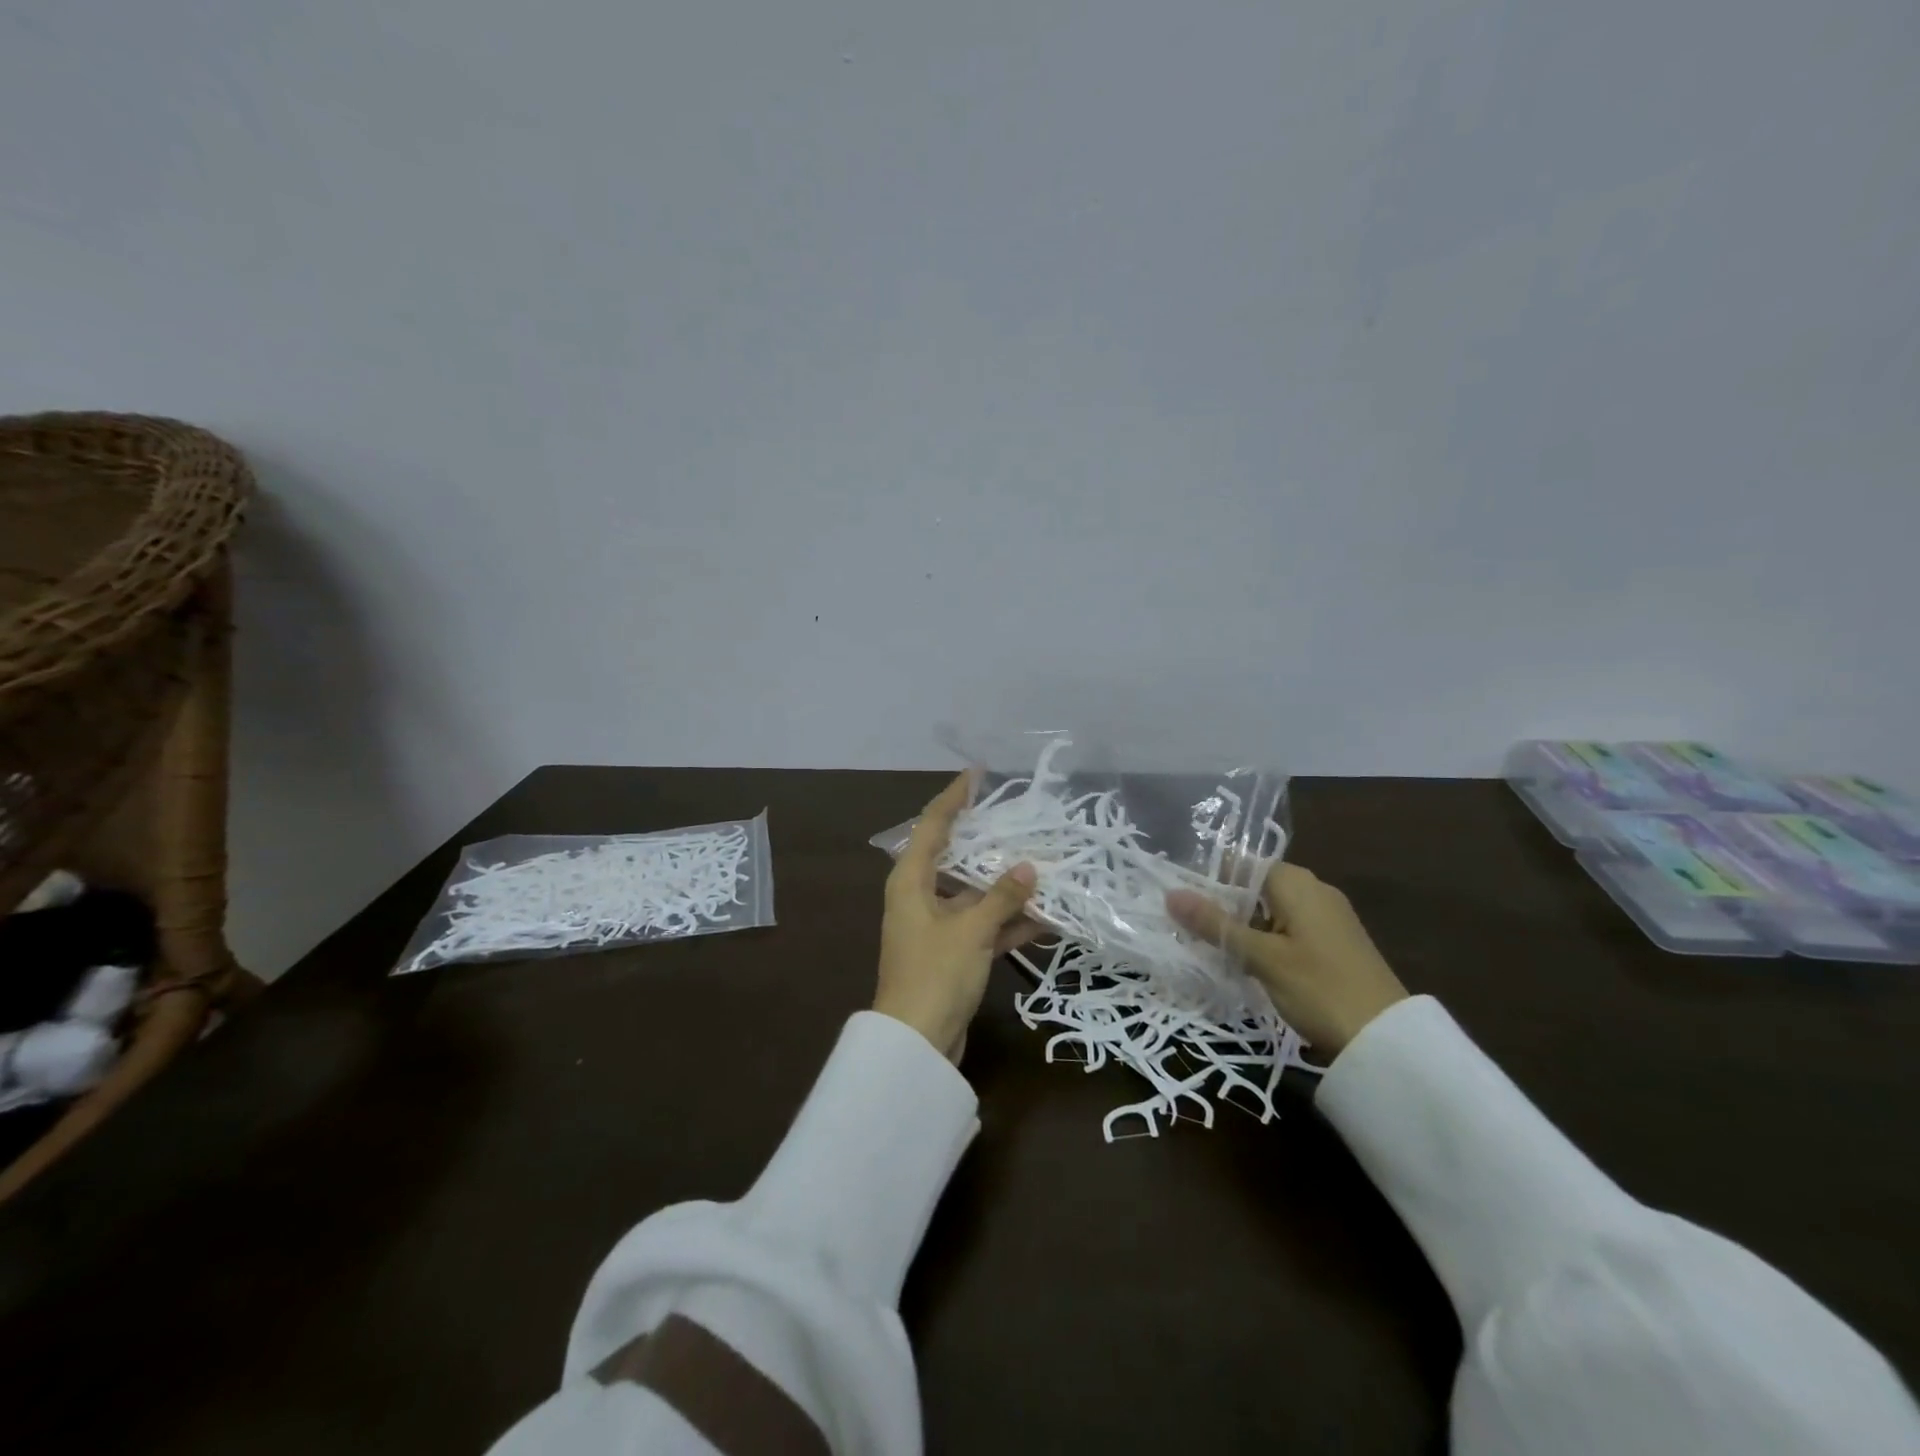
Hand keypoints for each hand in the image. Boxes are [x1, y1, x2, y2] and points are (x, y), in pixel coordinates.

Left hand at [874, 772, 1040, 1062]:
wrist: (916, 1045)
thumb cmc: (936, 974)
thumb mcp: (971, 930)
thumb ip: (1001, 897)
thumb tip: (1027, 868)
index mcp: (911, 881)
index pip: (933, 825)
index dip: (953, 797)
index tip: (976, 774)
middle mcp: (919, 896)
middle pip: (956, 857)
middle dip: (988, 842)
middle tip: (1020, 819)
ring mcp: (935, 926)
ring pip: (974, 894)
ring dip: (1005, 887)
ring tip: (1044, 866)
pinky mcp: (952, 953)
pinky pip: (982, 926)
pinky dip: (1007, 922)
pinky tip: (1045, 918)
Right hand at [1167, 863, 1406, 1057]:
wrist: (1387, 1040)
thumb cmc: (1319, 988)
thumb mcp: (1260, 956)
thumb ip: (1215, 924)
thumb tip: (1171, 893)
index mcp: (1297, 882)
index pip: (1243, 864)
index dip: (1209, 878)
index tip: (1178, 898)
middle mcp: (1313, 891)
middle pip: (1255, 887)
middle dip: (1222, 905)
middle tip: (1185, 927)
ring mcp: (1326, 918)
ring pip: (1269, 911)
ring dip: (1241, 926)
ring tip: (1206, 946)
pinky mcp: (1333, 944)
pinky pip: (1286, 930)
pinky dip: (1263, 940)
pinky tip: (1244, 962)